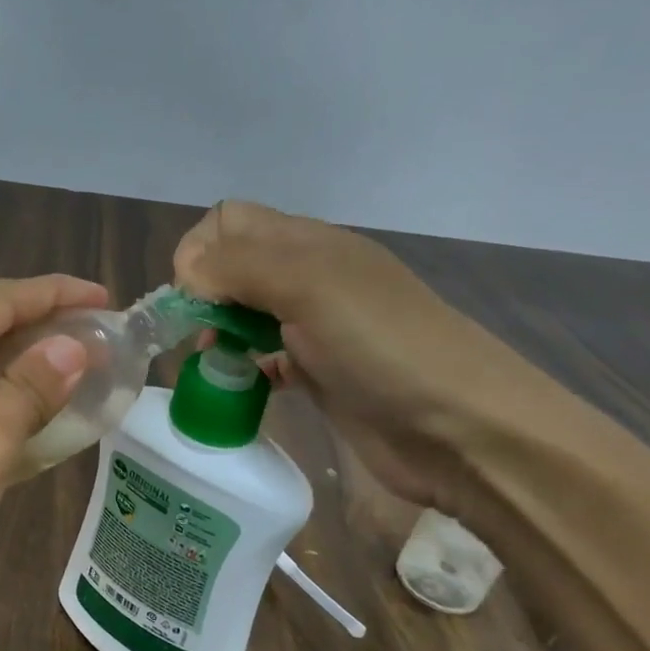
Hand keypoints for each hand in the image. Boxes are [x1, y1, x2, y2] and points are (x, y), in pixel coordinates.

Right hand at [173, 201, 559, 511]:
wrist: (462, 430)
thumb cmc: (382, 347)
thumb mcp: (309, 286)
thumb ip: (239, 267)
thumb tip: (187, 274)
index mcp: (308, 244)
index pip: (231, 220)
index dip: (200, 250)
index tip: (193, 295)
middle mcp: (309, 277)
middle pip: (234, 265)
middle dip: (204, 293)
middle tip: (199, 332)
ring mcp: (316, 328)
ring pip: (245, 313)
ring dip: (220, 331)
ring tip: (214, 361)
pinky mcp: (319, 374)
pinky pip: (265, 359)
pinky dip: (245, 367)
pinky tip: (244, 385)